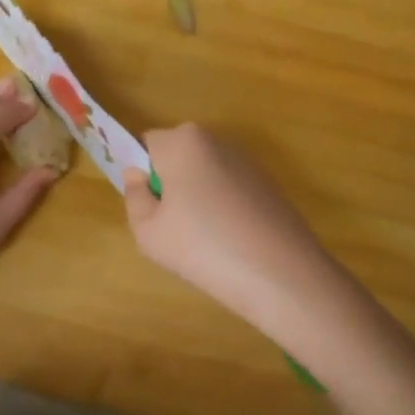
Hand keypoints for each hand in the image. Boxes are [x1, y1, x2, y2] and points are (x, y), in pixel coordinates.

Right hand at [121, 125, 335, 329]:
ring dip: (196, 196)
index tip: (146, 206)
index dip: (139, 173)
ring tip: (203, 240)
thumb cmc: (202, 247)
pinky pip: (229, 189)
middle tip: (169, 226)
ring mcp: (246, 161)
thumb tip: (137, 176)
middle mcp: (215, 141)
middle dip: (169, 183)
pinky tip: (230, 242)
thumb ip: (134, 196)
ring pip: (204, 174)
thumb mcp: (147, 231)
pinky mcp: (268, 184)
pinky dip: (223, 208)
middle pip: (177, 156)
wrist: (280, 273)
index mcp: (182, 142)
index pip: (145, 144)